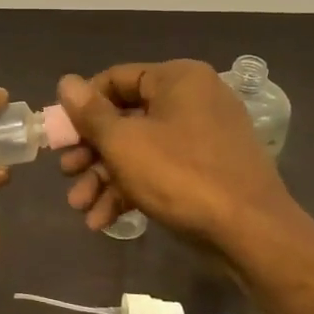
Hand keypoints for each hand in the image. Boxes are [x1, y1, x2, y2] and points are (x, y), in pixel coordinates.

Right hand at [55, 61, 294, 246]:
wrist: (252, 234)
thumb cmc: (181, 176)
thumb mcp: (124, 143)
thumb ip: (90, 113)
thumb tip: (66, 82)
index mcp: (177, 79)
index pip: (115, 79)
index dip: (82, 107)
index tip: (60, 136)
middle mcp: (192, 99)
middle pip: (126, 117)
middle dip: (91, 151)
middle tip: (67, 174)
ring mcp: (204, 136)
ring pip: (141, 148)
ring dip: (106, 177)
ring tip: (81, 207)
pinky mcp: (209, 169)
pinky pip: (162, 169)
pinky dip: (133, 189)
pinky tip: (105, 220)